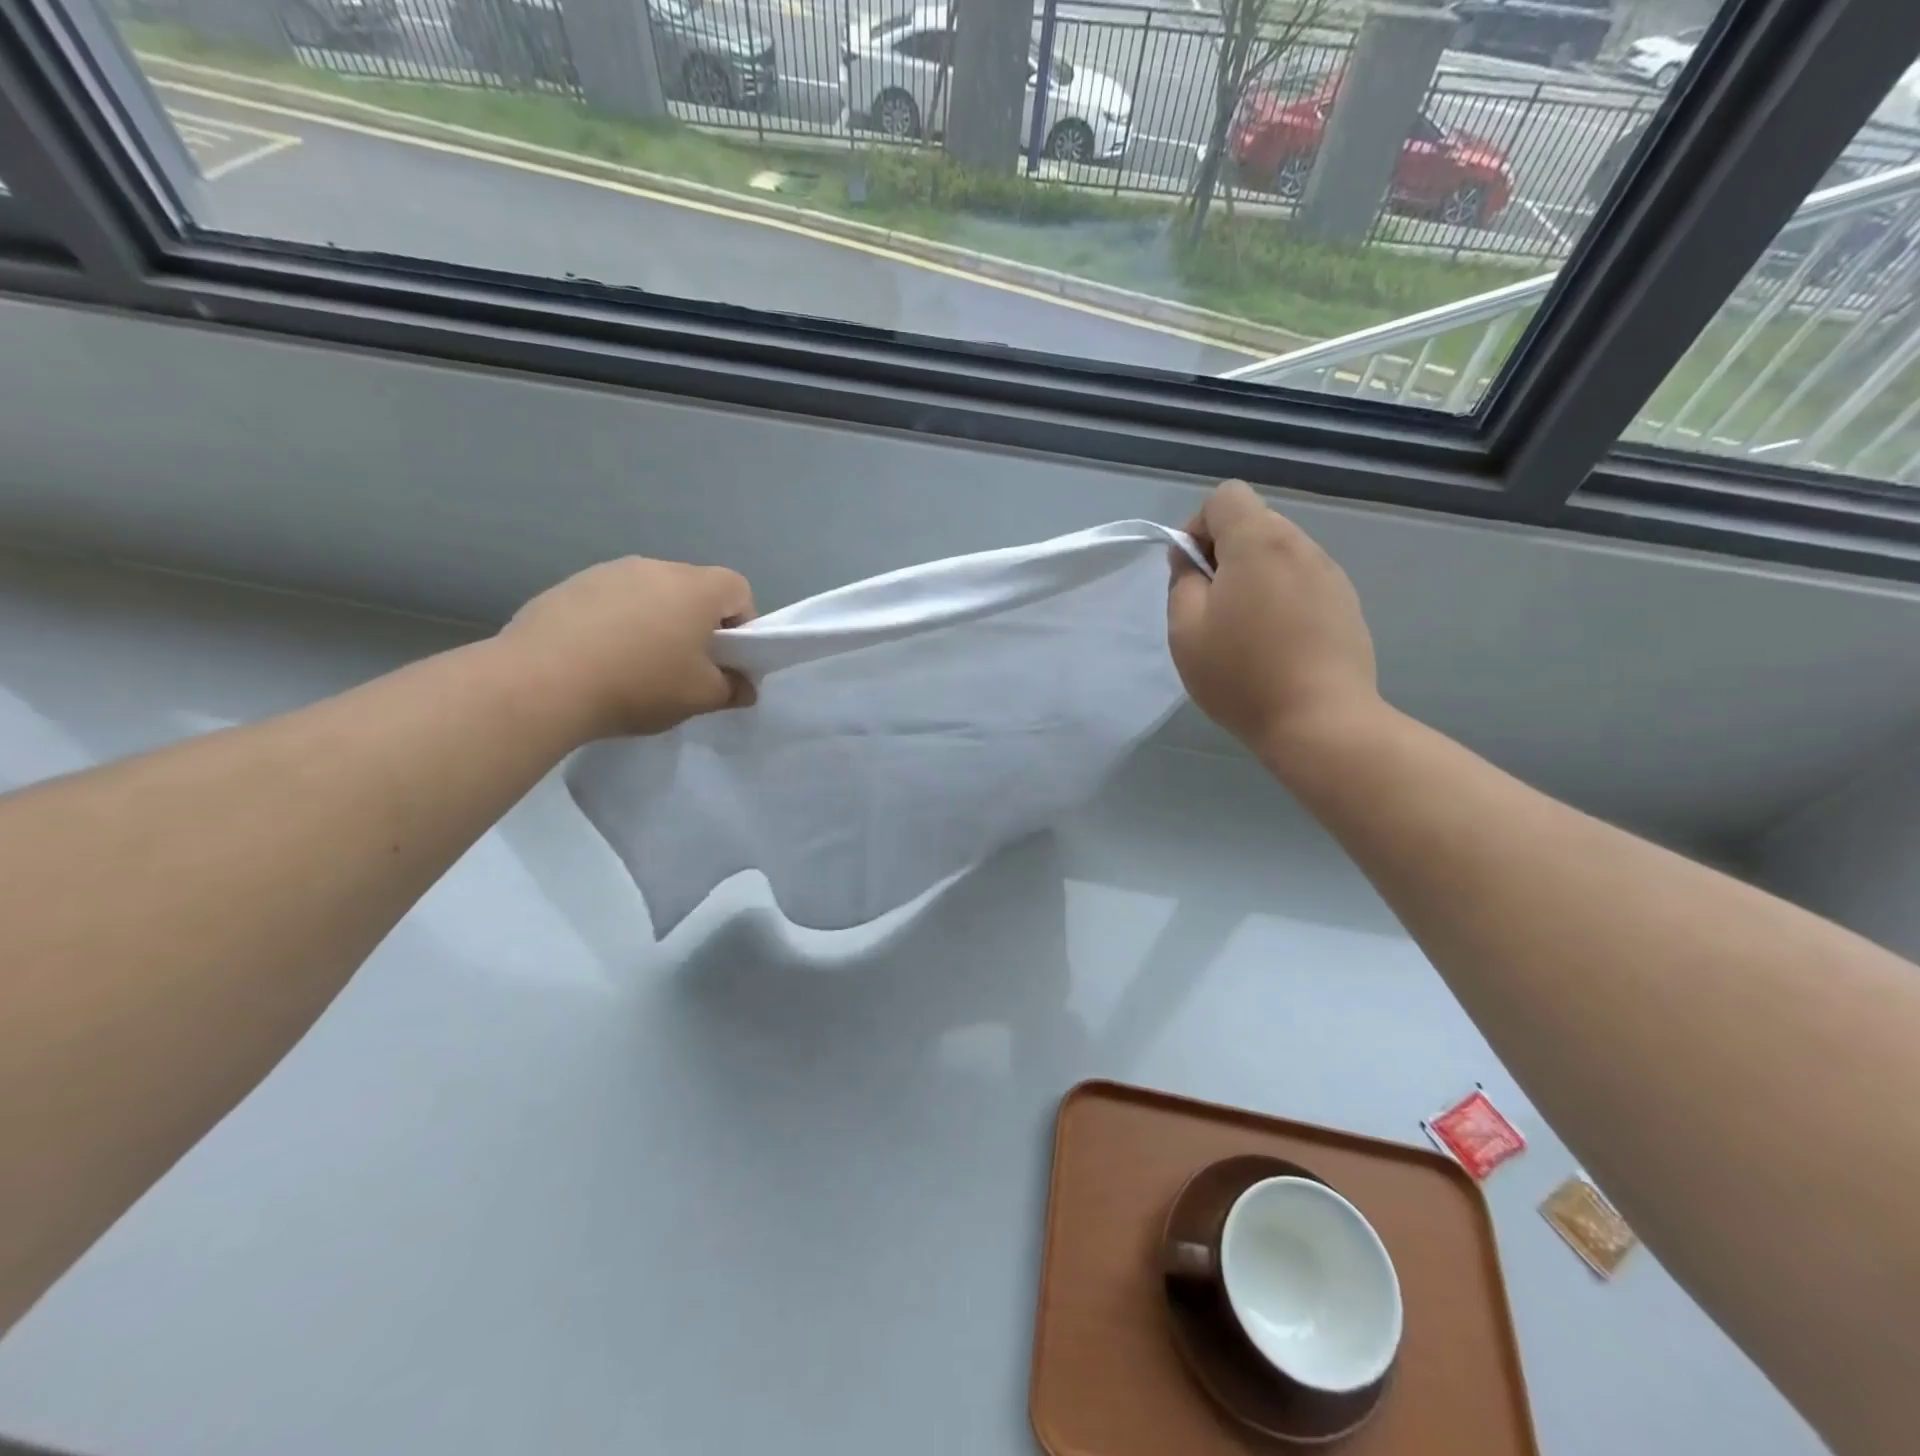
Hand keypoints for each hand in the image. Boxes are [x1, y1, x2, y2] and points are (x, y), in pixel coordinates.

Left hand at [499, 557, 755, 740]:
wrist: (542, 682)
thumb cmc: (639, 684)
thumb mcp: (700, 698)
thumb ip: (732, 689)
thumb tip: (743, 686)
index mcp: (695, 588)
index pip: (738, 589)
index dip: (742, 624)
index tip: (726, 659)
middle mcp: (654, 567)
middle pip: (692, 589)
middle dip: (696, 623)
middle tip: (683, 666)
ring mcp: (607, 572)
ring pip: (648, 594)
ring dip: (654, 622)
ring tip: (634, 665)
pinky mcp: (568, 586)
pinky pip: (609, 602)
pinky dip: (614, 624)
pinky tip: (597, 660)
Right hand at [1168, 481, 1379, 767]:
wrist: (1320, 721)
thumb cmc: (1241, 675)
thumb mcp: (1186, 629)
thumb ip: (1182, 580)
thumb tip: (1191, 558)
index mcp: (1259, 542)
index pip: (1226, 497)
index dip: (1199, 527)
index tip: (1191, 573)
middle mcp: (1300, 545)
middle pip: (1254, 523)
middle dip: (1225, 553)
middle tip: (1212, 609)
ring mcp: (1330, 574)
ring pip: (1280, 554)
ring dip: (1255, 577)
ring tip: (1245, 631)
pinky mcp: (1347, 604)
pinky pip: (1303, 582)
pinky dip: (1282, 597)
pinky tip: (1277, 644)